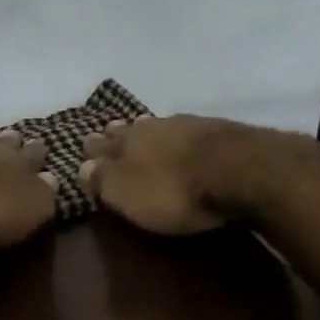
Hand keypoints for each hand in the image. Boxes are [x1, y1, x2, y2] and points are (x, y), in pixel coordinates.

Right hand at [79, 115, 237, 236]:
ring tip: (140, 130)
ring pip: (155, 124)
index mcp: (124, 145)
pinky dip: (177, 134)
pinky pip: (184, 128)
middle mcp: (149, 128)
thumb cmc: (174, 191)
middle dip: (115, 133)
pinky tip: (181, 137)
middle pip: (127, 129)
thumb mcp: (129, 195)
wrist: (237, 168)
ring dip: (145, 129)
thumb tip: (82, 167)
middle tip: (108, 133)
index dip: (92, 149)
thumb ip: (104, 180)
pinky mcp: (213, 128)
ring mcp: (182, 124)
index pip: (100, 145)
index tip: (85, 147)